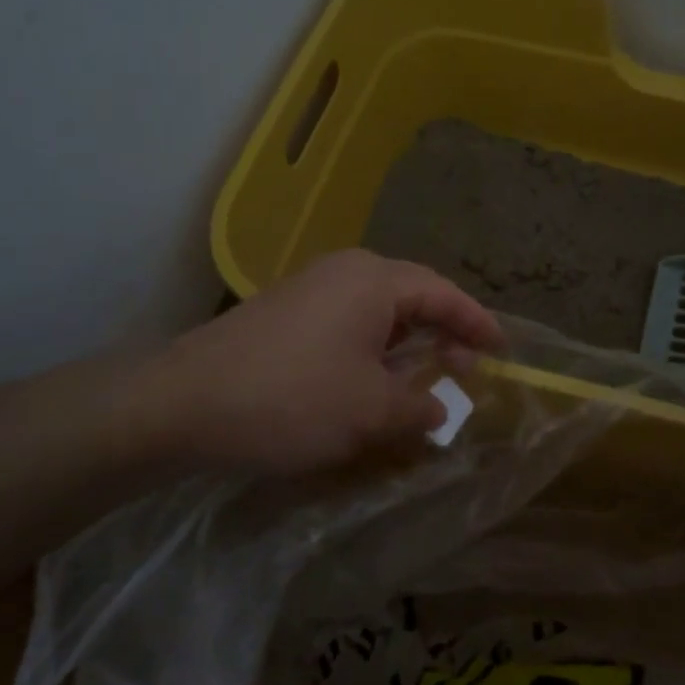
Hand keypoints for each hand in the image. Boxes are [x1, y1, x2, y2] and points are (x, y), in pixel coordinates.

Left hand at [138, 250, 504, 475]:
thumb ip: (418, 408)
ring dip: (407, 345)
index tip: (503, 350)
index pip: (444, 294)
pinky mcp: (286, 313)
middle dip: (443, 333)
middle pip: (413, 296)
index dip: (477, 323)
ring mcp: (311, 289)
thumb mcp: (369, 411)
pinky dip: (374, 350)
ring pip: (379, 312)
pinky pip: (349, 323)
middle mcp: (346, 272)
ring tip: (424, 380)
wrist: (181, 404)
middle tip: (466, 370)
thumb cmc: (291, 398)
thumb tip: (440, 411)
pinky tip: (372, 383)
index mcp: (375, 280)